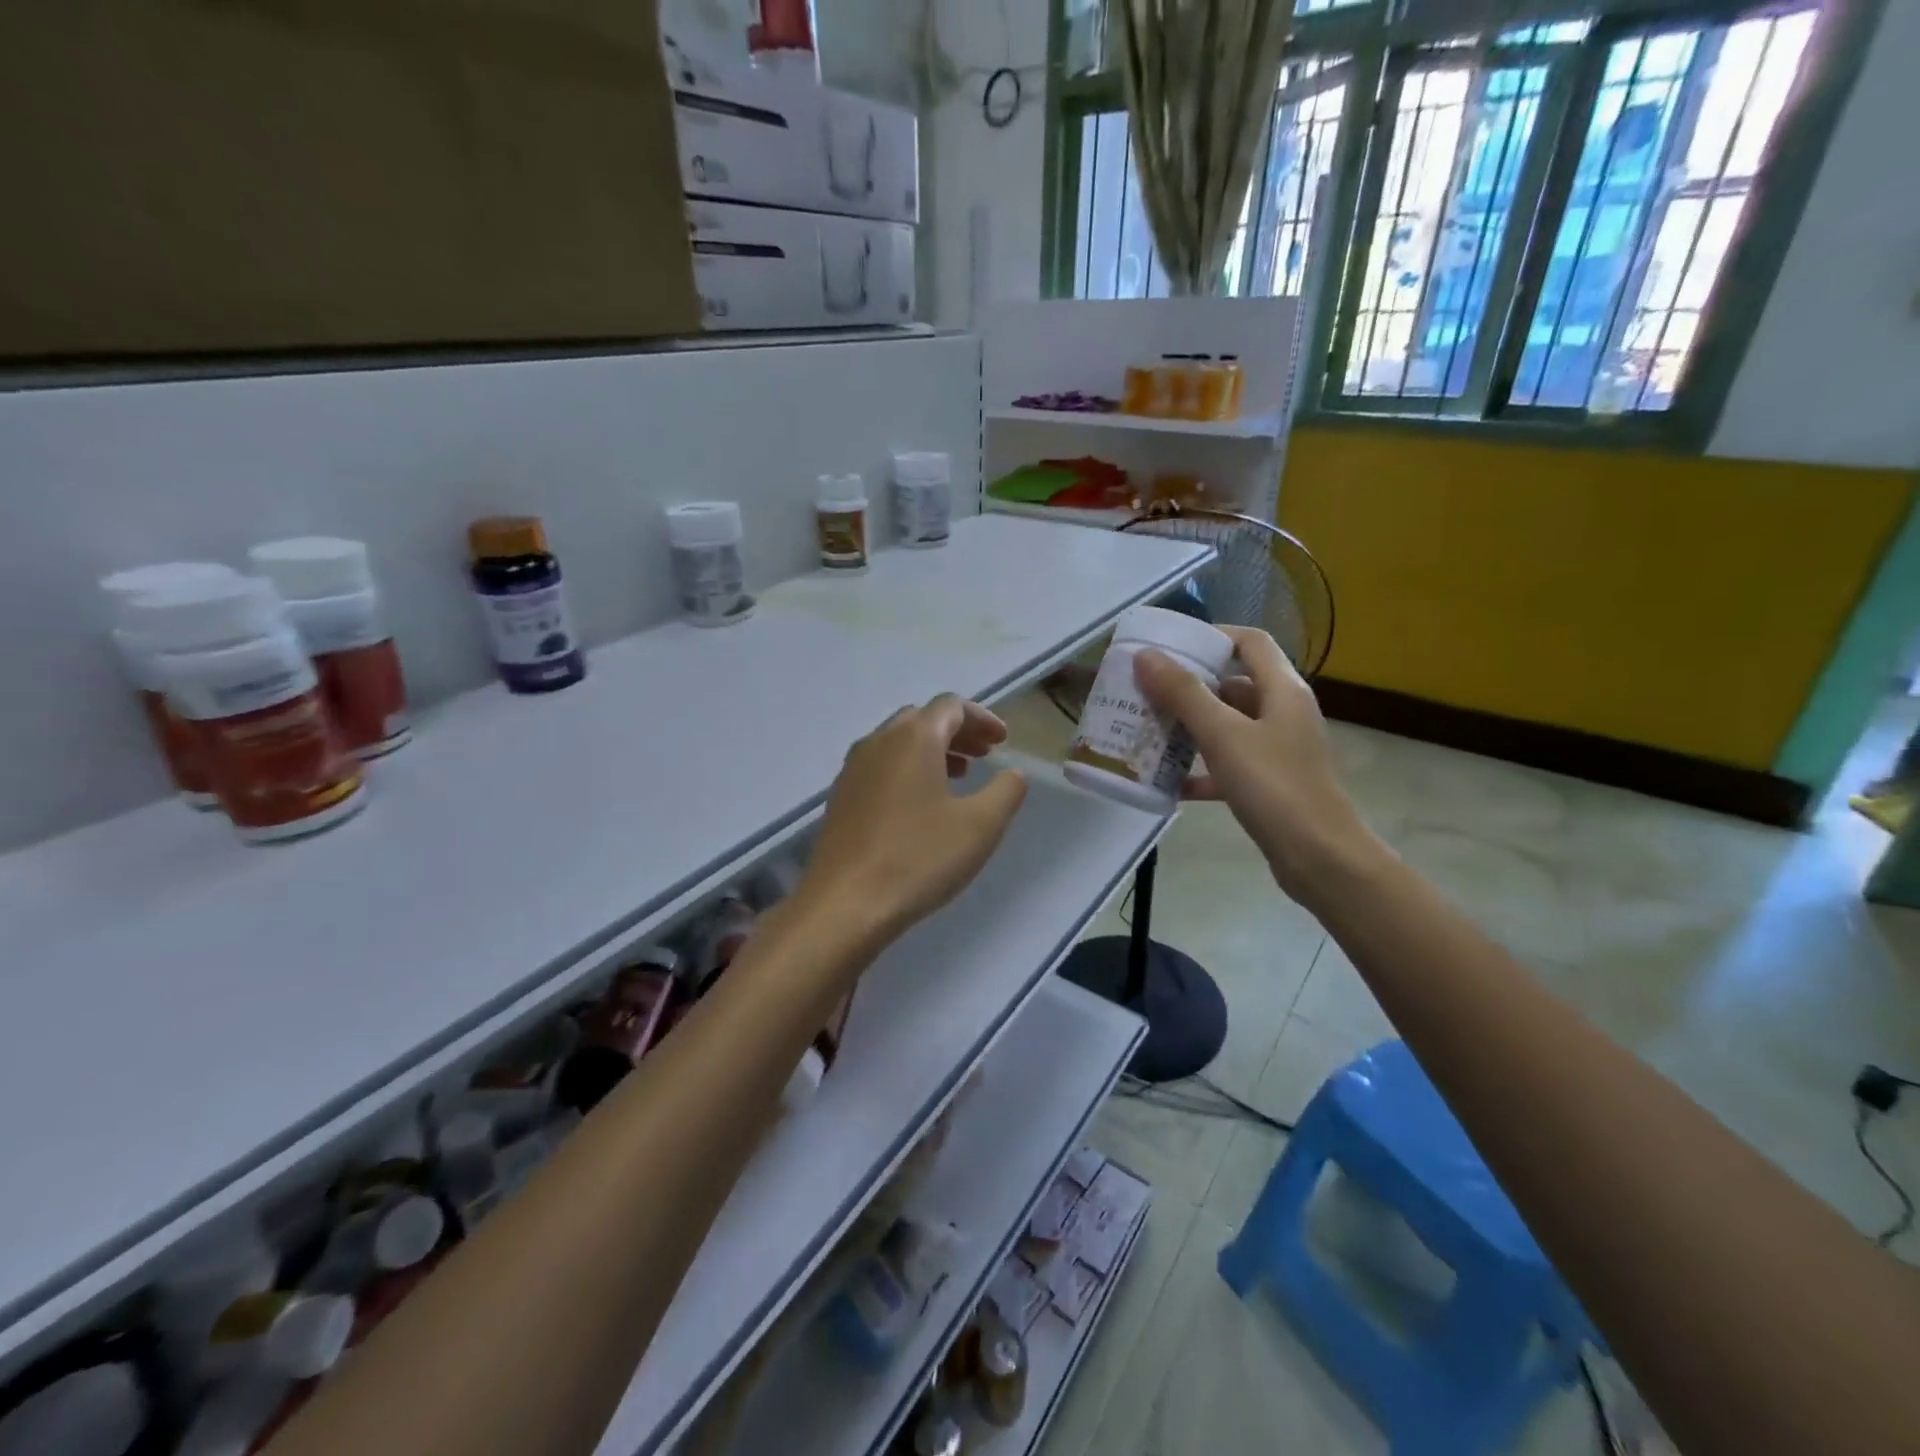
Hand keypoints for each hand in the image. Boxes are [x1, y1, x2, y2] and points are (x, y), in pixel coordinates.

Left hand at [799, 695, 1028, 944]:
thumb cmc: (919, 857)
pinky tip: (919, 806)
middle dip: (957, 732)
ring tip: (957, 777)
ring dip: (931, 751)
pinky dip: (906, 770)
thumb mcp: (981, 825)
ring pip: (897, 743)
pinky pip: (879, 767)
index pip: (951, 706)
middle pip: (922, 719)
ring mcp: (852, 769)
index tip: (1003, 741)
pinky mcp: (840, 798)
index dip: (982, 719)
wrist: (845, 904)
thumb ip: (1006, 791)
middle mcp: (878, 742)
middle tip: (983, 755)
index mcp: (913, 737)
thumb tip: (1013, 773)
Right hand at [1134, 627, 1380, 903]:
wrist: (1320, 859)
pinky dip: (1200, 770)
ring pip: (1227, 726)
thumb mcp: (1223, 736)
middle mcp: (1284, 712)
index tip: (1169, 647)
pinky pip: (1227, 765)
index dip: (1211, 636)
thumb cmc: (1274, 787)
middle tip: (1146, 691)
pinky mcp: (1269, 783)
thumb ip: (1184, 694)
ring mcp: (1278, 750)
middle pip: (1233, 683)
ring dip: (1190, 727)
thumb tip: (1147, 656)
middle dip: (1189, 686)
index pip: (1250, 642)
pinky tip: (1167, 783)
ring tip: (1148, 730)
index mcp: (1282, 690)